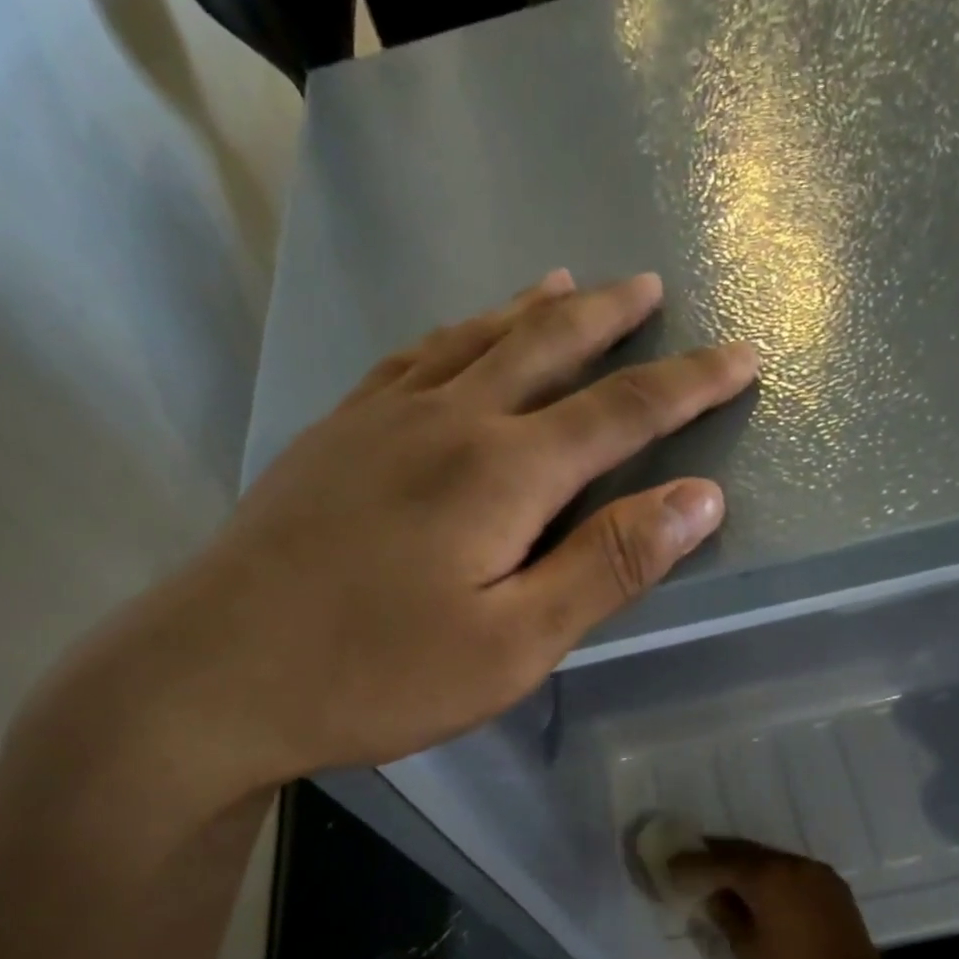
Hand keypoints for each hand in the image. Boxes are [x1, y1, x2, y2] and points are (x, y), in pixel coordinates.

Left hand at [76, 271, 756, 800]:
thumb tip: (700, 499)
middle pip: (546, 349)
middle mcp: (447, 422)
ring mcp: (380, 421)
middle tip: (652, 287)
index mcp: (502, 473)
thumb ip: (607, 566)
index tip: (742, 356)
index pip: (621, 411)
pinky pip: (409, 359)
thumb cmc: (379, 674)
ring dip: (532, 310)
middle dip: (612, 320)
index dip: (690, 384)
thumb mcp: (515, 644)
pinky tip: (459, 335)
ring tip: (570, 283)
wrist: (217, 675)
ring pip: (474, 340)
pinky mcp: (333, 437)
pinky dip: (454, 333)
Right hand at [669, 839, 889, 958]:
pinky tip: (762, 888)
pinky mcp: (830, 881)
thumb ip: (726, 915)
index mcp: (765, 877)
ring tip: (724, 873)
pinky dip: (771, 873)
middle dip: (716, 855)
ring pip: (769, 857)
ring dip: (744, 862)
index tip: (671, 864)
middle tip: (693, 860)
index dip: (691, 864)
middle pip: (743, 851)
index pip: (718, 863)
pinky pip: (791, 869)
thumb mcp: (748, 949)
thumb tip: (715, 896)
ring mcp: (813, 869)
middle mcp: (789, 863)